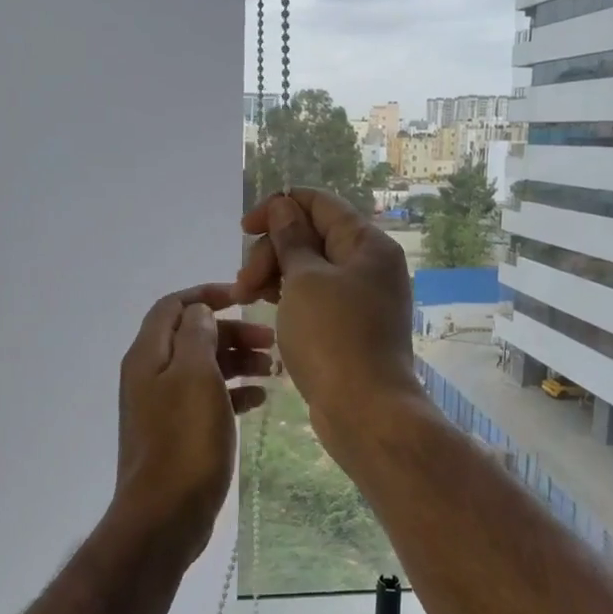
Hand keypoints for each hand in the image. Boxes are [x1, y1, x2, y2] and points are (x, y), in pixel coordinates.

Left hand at [108, 284, 272, 570]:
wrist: (164, 514)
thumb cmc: (184, 439)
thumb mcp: (196, 376)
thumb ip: (198, 336)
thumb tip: (199, 313)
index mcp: (148, 355)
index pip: (174, 306)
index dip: (207, 295)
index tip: (245, 298)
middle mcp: (151, 374)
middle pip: (192, 336)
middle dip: (231, 332)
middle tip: (271, 341)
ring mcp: (163, 405)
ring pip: (203, 367)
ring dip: (237, 361)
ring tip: (274, 369)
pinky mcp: (177, 432)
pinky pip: (207, 398)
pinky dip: (232, 391)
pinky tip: (260, 399)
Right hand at [235, 190, 418, 442]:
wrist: (365, 410)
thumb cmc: (333, 337)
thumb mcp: (304, 279)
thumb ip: (290, 238)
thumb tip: (284, 206)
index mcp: (367, 243)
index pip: (319, 203)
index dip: (278, 208)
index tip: (244, 229)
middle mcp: (369, 264)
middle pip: (311, 235)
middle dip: (271, 250)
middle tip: (243, 285)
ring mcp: (362, 296)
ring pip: (309, 267)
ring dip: (274, 274)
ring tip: (246, 299)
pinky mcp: (351, 324)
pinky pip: (315, 295)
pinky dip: (289, 296)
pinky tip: (266, 309)